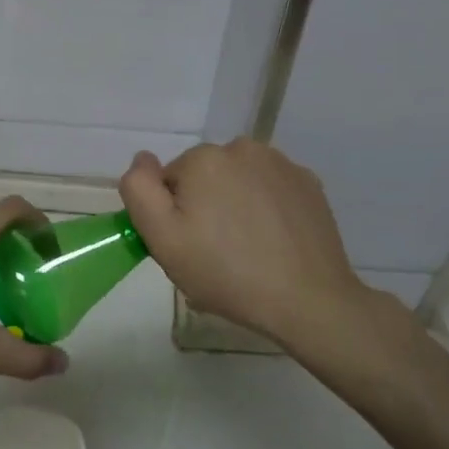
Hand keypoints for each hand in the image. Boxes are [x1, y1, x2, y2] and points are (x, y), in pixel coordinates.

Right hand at [119, 140, 387, 360]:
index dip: (173, 214)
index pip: (170, 181)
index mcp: (204, 159)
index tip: (188, 245)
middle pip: (205, 177)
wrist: (307, 299)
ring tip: (246, 249)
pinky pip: (271, 189)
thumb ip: (139, 190)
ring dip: (235, 204)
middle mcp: (242, 148)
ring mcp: (281, 164)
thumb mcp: (162, 239)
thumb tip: (142, 158)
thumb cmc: (225, 272)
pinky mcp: (309, 184)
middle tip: (214, 252)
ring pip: (239, 180)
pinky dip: (266, 208)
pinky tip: (273, 242)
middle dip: (204, 206)